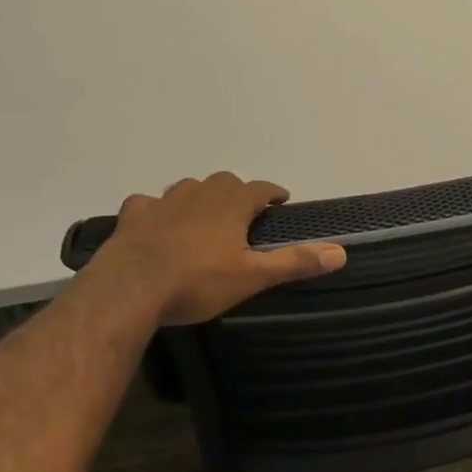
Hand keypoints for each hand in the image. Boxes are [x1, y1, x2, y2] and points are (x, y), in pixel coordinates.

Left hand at [92, 173, 346, 324]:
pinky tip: (154, 221)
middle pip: (225, 182)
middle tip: (242, 213)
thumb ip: (295, 262)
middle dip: (237, 192)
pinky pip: (147, 203)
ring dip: (199, 196)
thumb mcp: (252, 276)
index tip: (281, 200)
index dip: (273, 193)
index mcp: (232, 204)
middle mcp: (201, 193)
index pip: (261, 188)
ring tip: (203, 215)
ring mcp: (164, 202)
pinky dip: (155, 208)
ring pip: (188, 187)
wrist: (130, 289)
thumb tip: (341, 253)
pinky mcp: (134, 216)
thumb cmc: (198, 281)